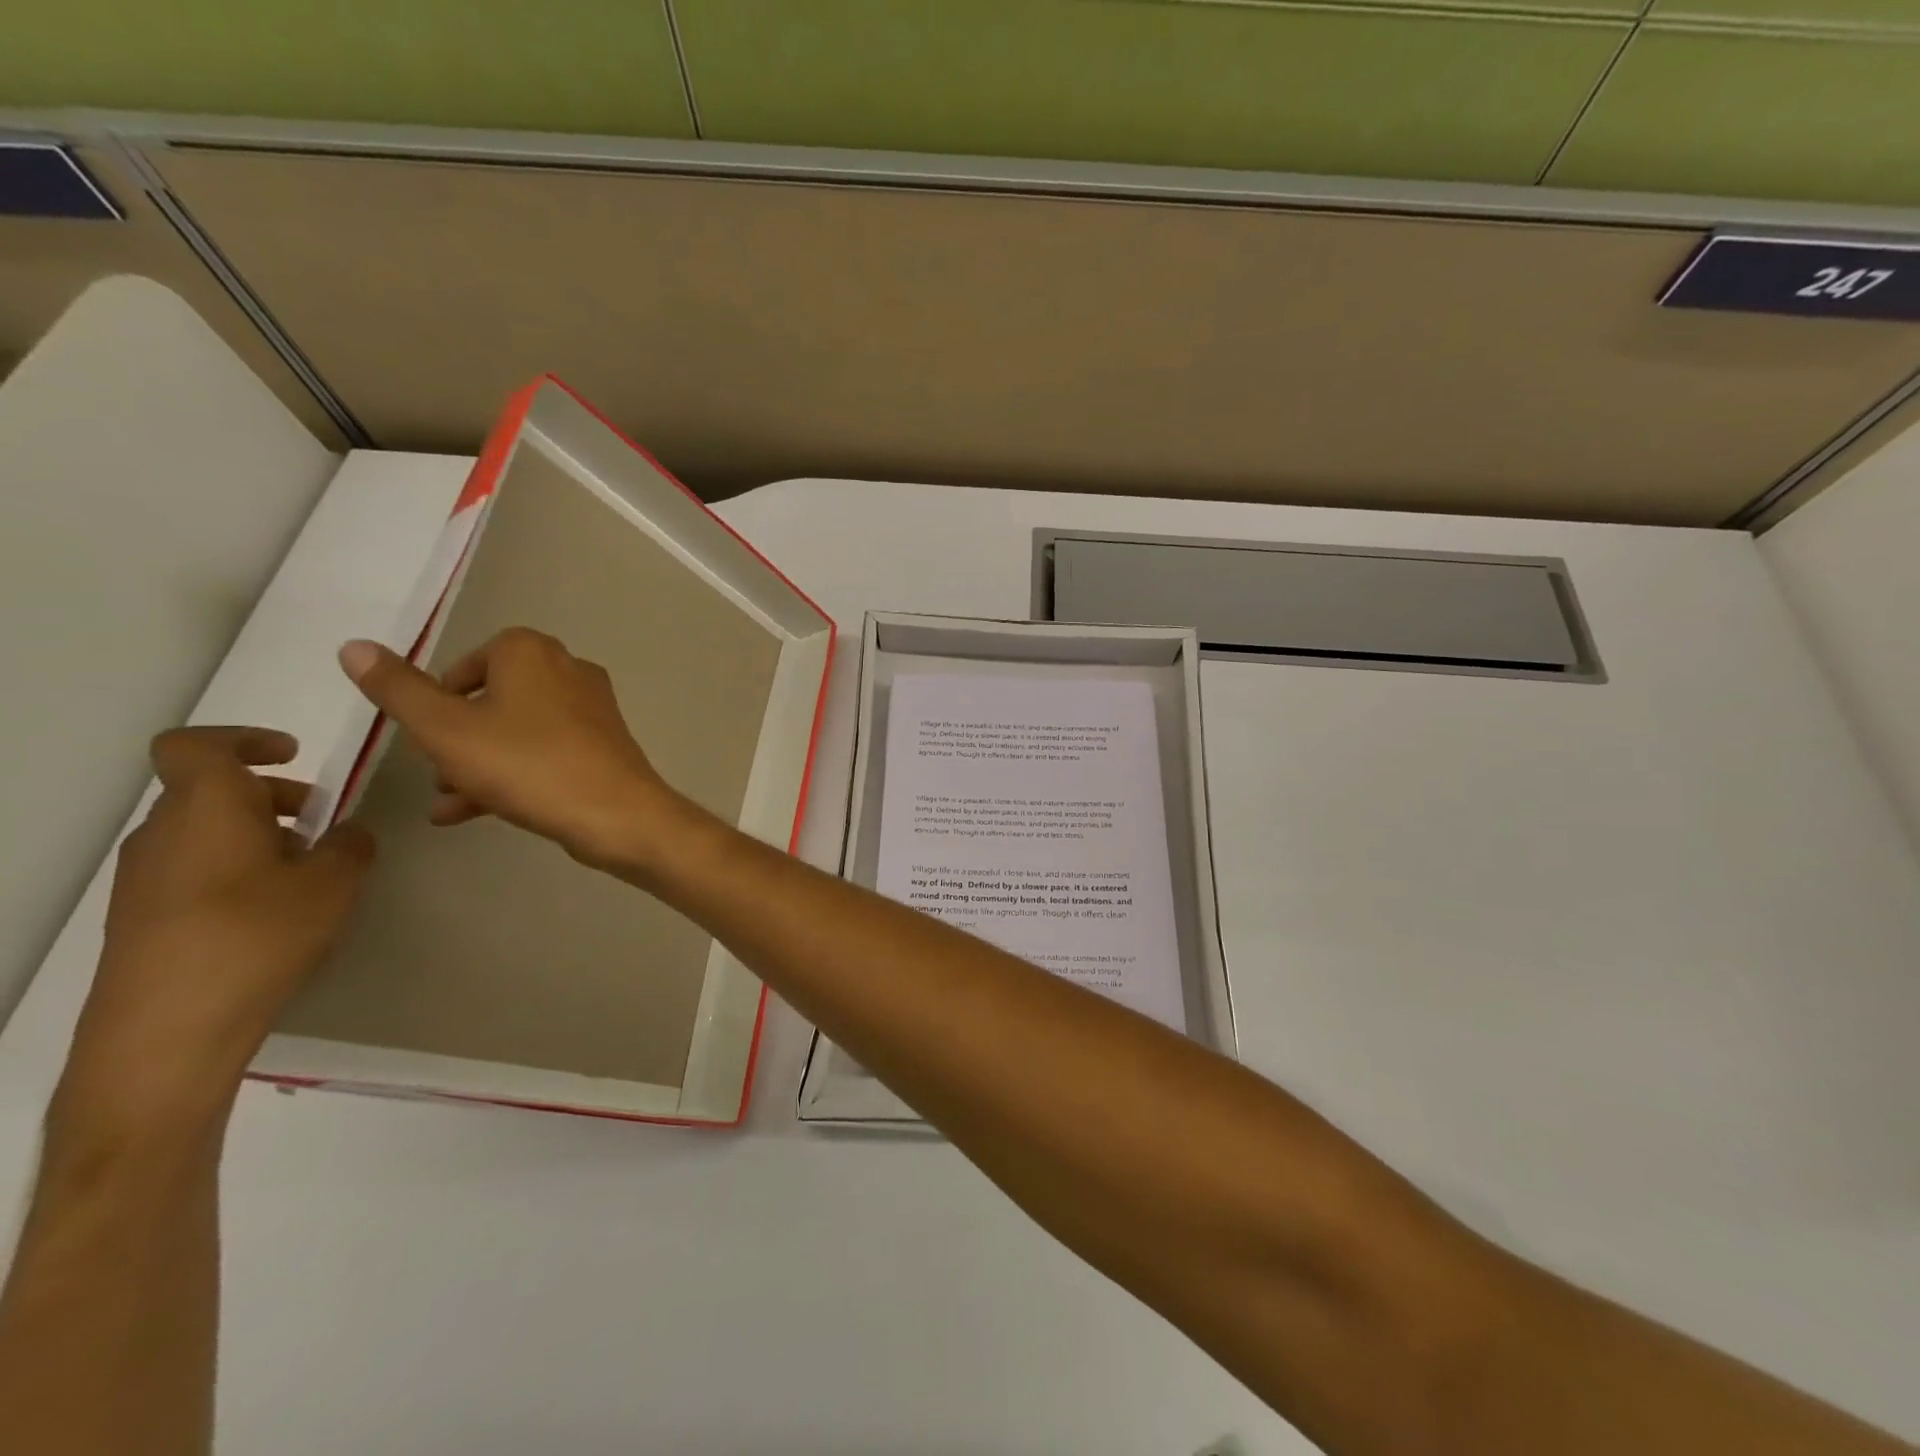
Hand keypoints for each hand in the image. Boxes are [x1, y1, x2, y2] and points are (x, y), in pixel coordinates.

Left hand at [56, 728, 375, 1141]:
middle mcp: (164, 832)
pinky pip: (194, 867)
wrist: (169, 1028)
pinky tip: (274, 909)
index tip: (292, 754)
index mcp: (206, 807)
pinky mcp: (141, 916)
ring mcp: (144, 877)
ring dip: (256, 834)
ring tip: (307, 870)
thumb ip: (351, 845)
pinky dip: (236, 867)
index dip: (243, 738)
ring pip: (204, 830)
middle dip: (270, 795)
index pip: (195, 745)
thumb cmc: (258, 934)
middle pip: (209, 790)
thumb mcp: (335, 883)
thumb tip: (345, 833)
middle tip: (322, 822)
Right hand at [337, 630, 691, 873]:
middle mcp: (567, 669)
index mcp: (530, 651)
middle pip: (491, 699)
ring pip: (515, 730)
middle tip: (436, 772)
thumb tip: (354, 645)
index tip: (424, 734)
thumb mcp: (445, 729)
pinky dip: (509, 775)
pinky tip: (468, 814)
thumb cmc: (527, 764)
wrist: (616, 813)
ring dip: (476, 763)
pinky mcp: (602, 744)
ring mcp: (590, 708)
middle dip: (456, 738)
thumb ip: (398, 690)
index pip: (466, 663)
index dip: (437, 700)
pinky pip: (543, 752)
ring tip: (446, 802)